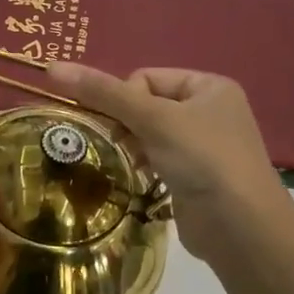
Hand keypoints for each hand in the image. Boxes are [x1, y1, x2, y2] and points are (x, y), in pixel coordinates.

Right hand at [42, 64, 284, 258]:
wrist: (240, 227)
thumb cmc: (202, 159)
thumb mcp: (152, 119)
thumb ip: (103, 93)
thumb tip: (52, 66)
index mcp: (209, 86)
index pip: (146, 77)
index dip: (125, 98)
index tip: (124, 125)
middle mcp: (210, 110)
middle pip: (146, 104)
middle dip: (128, 124)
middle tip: (123, 145)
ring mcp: (205, 145)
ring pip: (149, 133)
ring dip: (135, 146)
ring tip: (135, 164)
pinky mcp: (196, 175)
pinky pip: (159, 158)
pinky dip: (146, 165)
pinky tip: (144, 179)